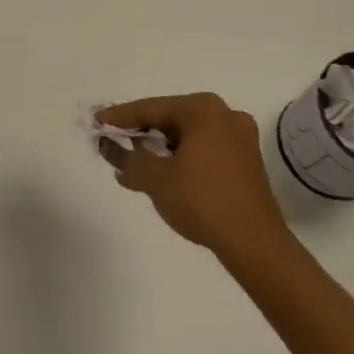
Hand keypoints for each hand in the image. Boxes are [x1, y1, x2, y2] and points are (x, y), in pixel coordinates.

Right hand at [95, 93, 287, 257]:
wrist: (256, 245)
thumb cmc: (203, 202)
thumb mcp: (156, 179)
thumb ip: (128, 158)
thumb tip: (109, 147)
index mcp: (203, 109)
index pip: (152, 108)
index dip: (121, 116)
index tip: (97, 121)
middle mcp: (225, 113)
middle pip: (171, 118)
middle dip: (142, 133)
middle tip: (115, 141)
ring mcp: (240, 137)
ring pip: (188, 134)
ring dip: (162, 148)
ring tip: (136, 163)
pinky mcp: (247, 160)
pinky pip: (205, 148)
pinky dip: (183, 157)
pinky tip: (165, 174)